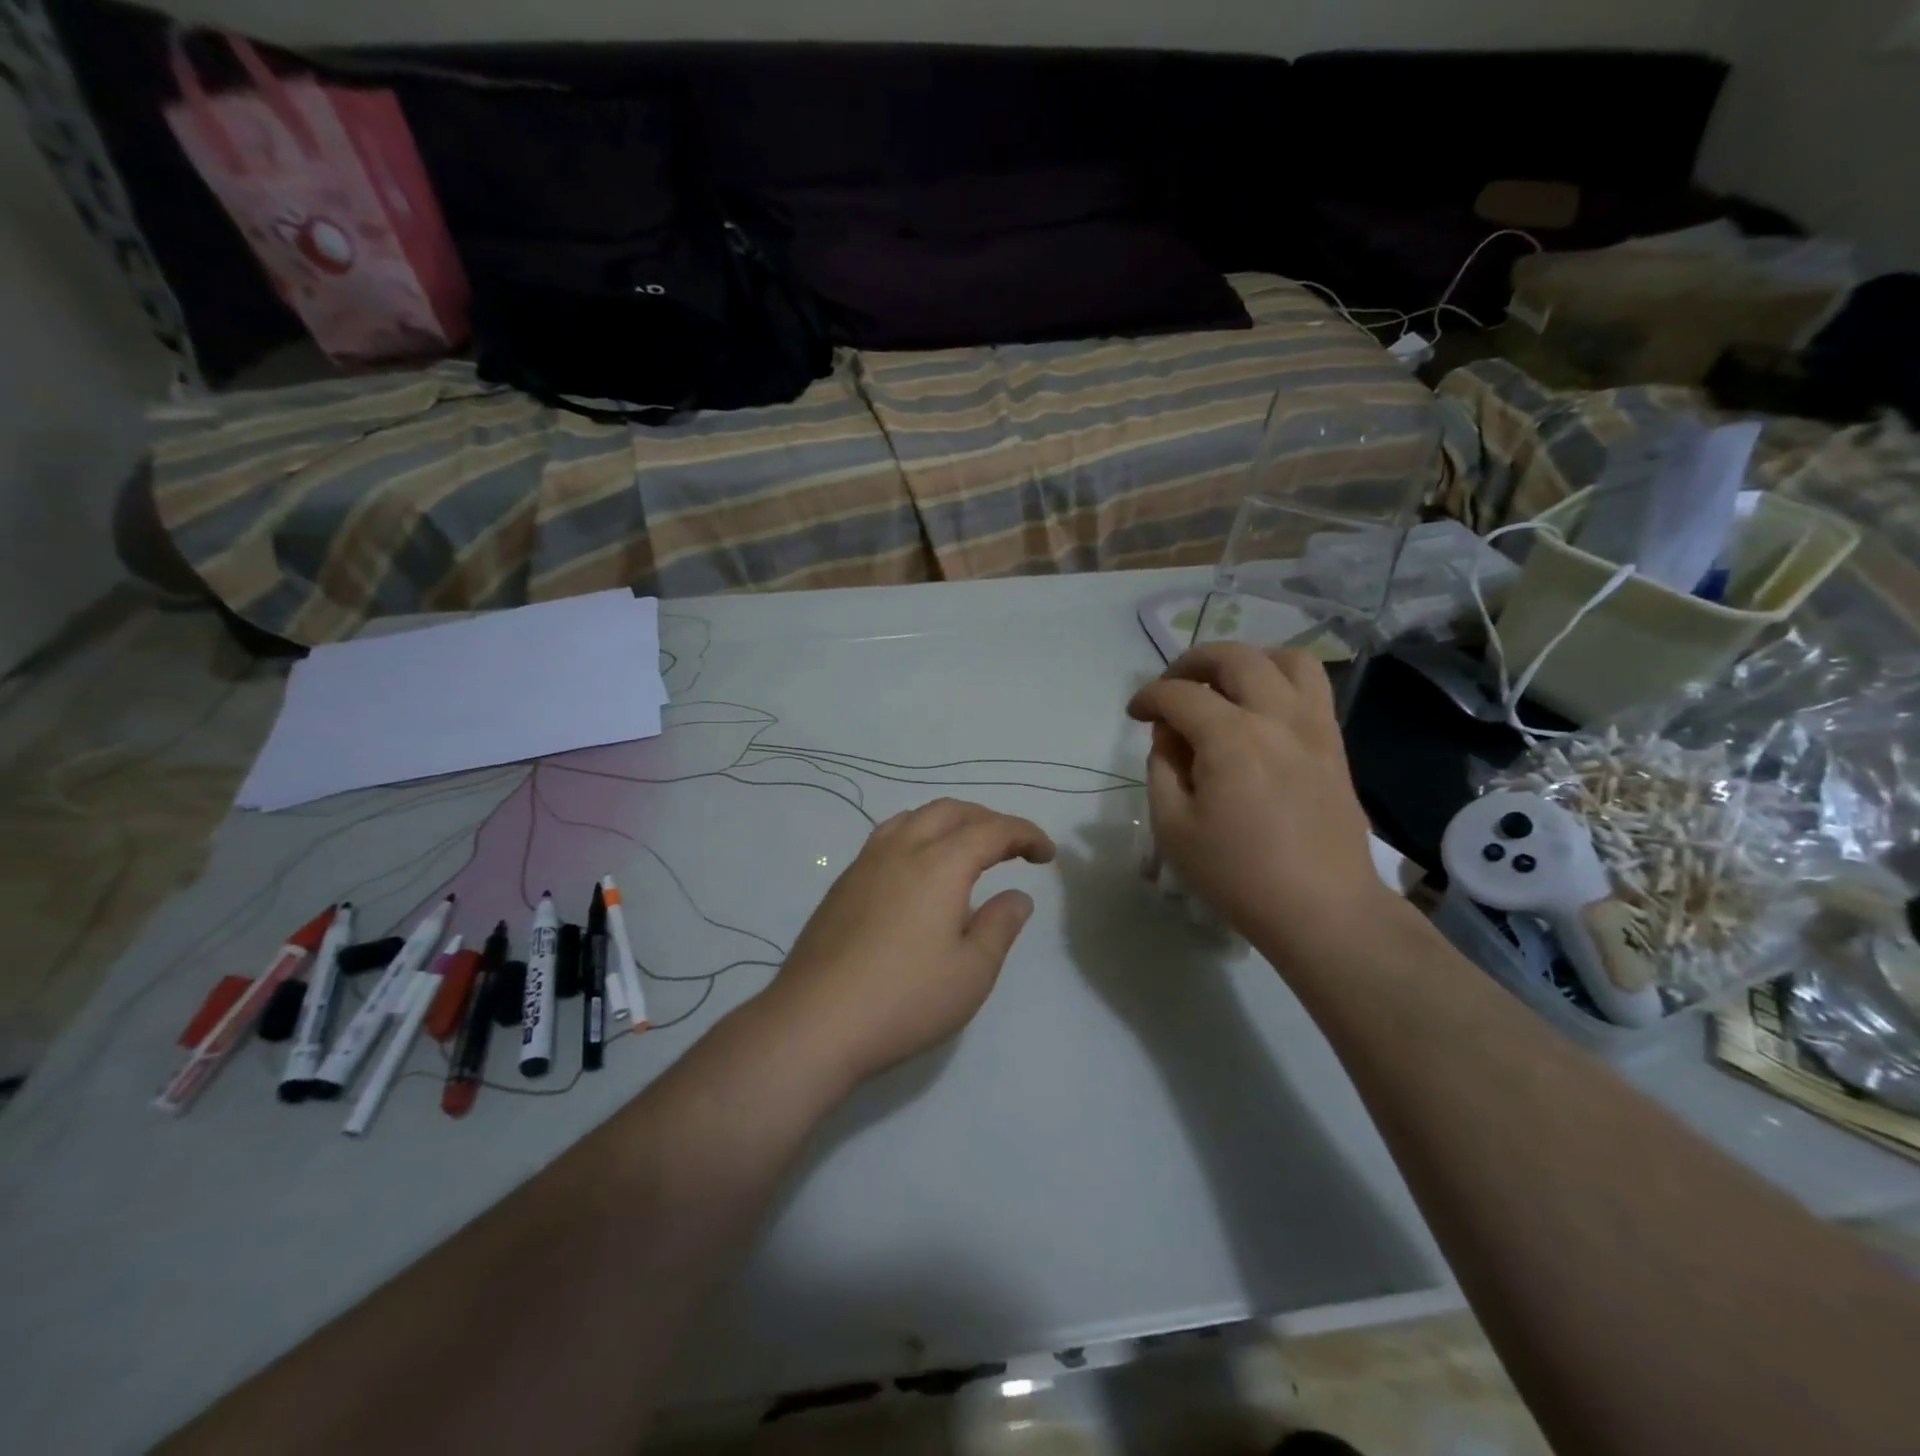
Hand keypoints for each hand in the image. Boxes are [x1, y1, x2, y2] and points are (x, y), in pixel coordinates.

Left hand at [767, 799, 1056, 1085]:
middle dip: (988, 820)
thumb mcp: (972, 971)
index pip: (992, 830)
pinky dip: (917, 837)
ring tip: (966, 850)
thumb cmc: (905, 999)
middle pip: (950, 811)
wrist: (815, 1022)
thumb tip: (1017, 896)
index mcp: (940, 864)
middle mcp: (902, 850)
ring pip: (913, 818)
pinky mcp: (842, 884)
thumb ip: (1000, 926)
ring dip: (948, 823)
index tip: (1046, 854)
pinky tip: (919, 873)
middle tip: (1012, 847)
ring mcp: (865, 864)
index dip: (1025, 834)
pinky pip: (887, 838)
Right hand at [1127, 643, 1391, 959]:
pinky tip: (1259, 709)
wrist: (1322, 908)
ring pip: (1285, 659)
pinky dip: (1280, 680)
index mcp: (1231, 739)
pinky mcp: (1334, 743)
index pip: (1179, 694)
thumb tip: (1170, 736)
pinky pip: (1313, 687)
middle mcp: (1276, 717)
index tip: (1135, 715)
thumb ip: (1162, 769)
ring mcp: (1314, 726)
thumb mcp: (1173, 828)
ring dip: (1246, 661)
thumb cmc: (1238, 875)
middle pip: (1234, 657)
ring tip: (1224, 685)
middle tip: (1171, 687)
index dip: (1149, 697)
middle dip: (1191, 662)